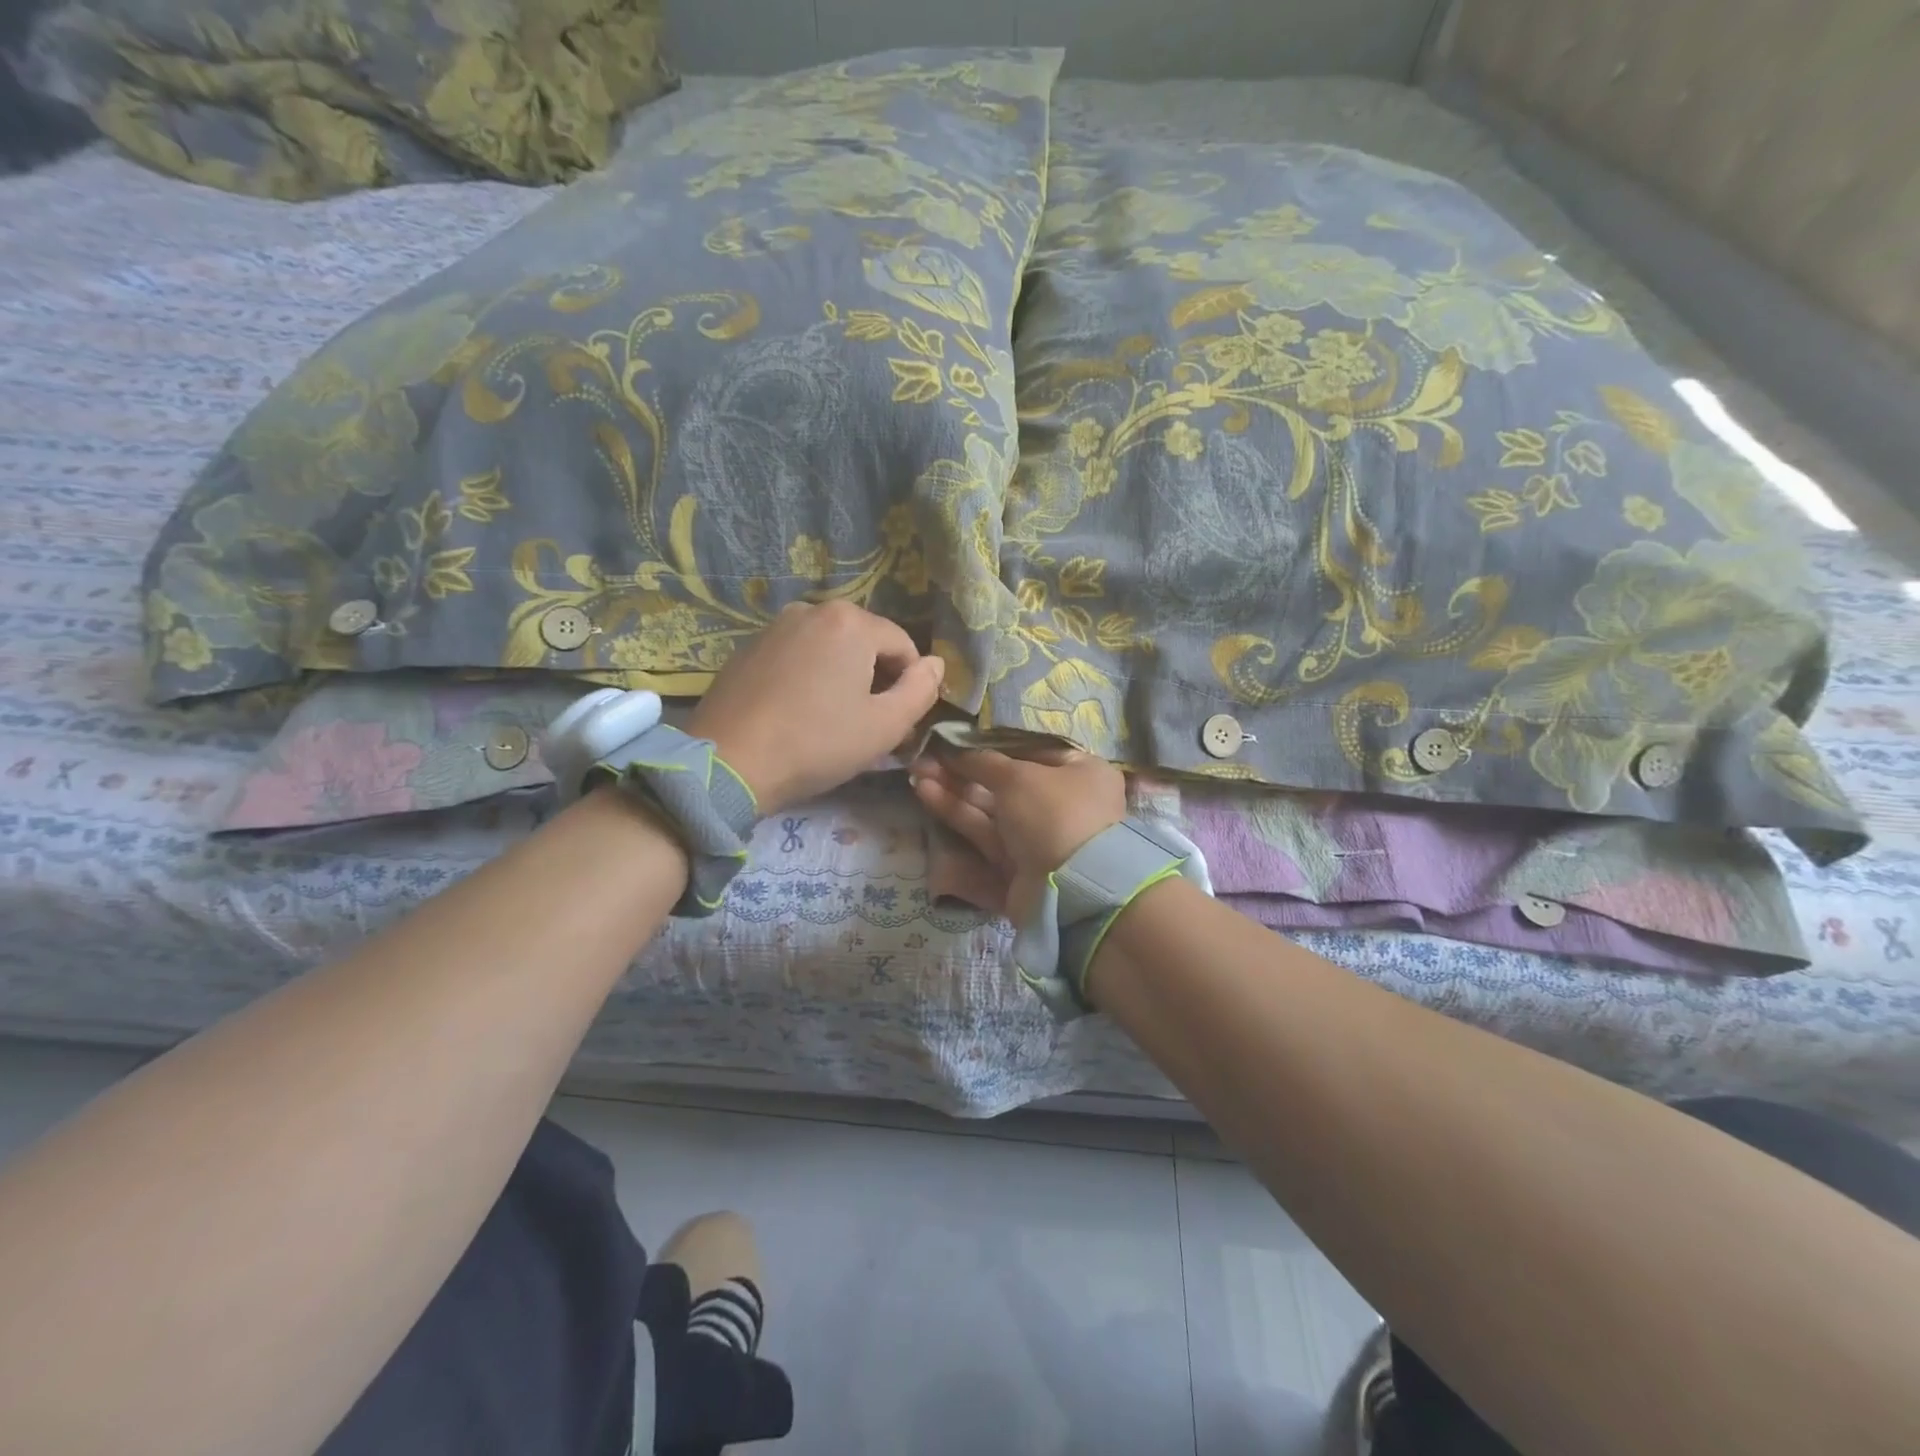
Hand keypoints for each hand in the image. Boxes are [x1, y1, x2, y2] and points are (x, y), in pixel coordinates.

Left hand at [690, 602, 944, 815]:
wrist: (728, 762)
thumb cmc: (817, 744)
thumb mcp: (884, 726)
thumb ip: (921, 691)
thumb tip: (936, 664)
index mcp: (850, 621)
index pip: (904, 645)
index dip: (911, 685)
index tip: (901, 722)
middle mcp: (812, 610)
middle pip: (866, 643)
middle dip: (876, 679)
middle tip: (869, 724)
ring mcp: (775, 626)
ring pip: (830, 649)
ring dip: (843, 678)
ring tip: (833, 720)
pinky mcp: (749, 648)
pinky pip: (798, 657)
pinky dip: (809, 678)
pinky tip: (799, 713)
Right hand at [909, 744, 1125, 924]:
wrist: (1070, 891)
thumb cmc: (1053, 814)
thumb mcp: (1019, 776)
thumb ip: (984, 760)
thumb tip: (958, 749)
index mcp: (1081, 773)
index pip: (1032, 752)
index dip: (993, 745)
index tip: (957, 738)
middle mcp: (1064, 805)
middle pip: (1005, 783)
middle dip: (964, 770)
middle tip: (925, 757)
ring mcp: (1040, 839)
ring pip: (990, 810)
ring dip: (954, 791)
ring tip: (916, 773)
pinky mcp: (1018, 868)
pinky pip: (985, 837)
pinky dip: (957, 816)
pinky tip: (926, 794)